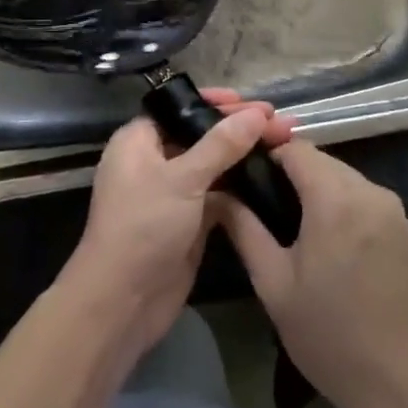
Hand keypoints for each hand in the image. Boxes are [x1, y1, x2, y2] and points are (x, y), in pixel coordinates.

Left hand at [59, 90, 293, 364]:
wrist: (122, 303)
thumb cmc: (143, 227)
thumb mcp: (183, 179)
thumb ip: (221, 144)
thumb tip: (257, 114)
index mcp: (139, 140)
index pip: (180, 108)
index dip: (216, 104)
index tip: (253, 103)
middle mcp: (153, 161)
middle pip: (201, 135)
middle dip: (239, 129)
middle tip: (281, 125)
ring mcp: (171, 194)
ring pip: (213, 166)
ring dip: (244, 157)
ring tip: (284, 145)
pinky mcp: (188, 223)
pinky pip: (218, 196)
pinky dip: (241, 188)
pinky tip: (270, 179)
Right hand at [221, 140, 407, 407]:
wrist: (401, 386)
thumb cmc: (329, 336)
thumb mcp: (273, 283)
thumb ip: (244, 228)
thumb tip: (217, 194)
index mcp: (335, 198)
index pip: (295, 148)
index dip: (266, 154)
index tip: (243, 175)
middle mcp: (369, 191)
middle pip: (321, 160)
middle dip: (290, 172)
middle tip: (261, 203)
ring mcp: (392, 209)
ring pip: (343, 176)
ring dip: (316, 187)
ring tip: (289, 222)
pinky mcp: (405, 228)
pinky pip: (363, 196)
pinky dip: (340, 203)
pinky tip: (325, 238)